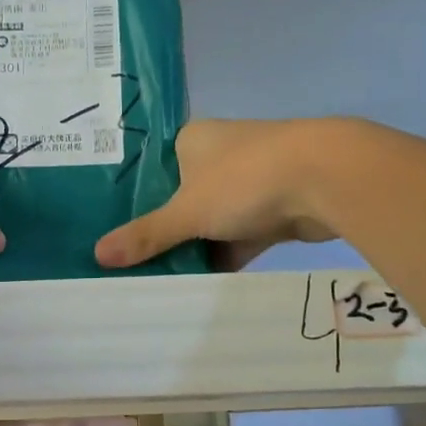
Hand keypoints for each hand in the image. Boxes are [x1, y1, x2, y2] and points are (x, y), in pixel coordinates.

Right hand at [96, 119, 341, 270]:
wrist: (327, 178)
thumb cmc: (245, 179)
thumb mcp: (187, 211)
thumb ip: (147, 235)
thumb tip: (97, 255)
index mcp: (193, 141)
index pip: (153, 172)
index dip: (134, 203)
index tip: (114, 233)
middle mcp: (220, 155)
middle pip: (181, 199)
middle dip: (164, 231)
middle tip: (132, 264)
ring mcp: (250, 181)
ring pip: (212, 219)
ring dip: (196, 247)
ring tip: (159, 279)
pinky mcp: (275, 206)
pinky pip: (240, 235)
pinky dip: (226, 256)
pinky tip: (201, 285)